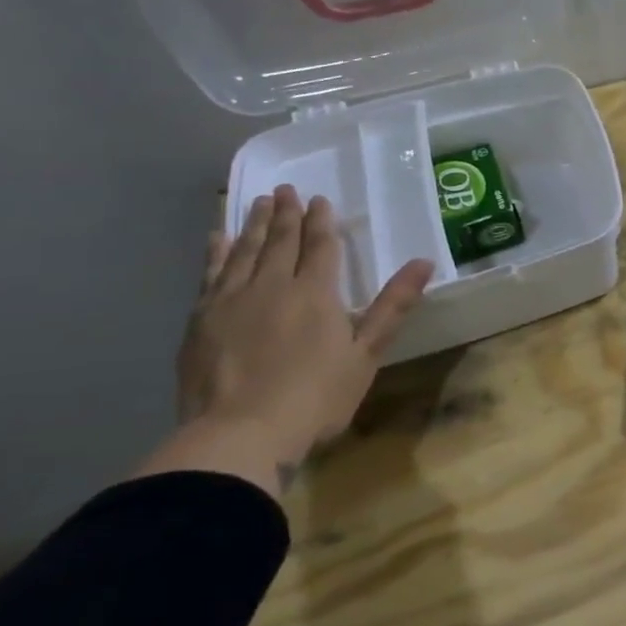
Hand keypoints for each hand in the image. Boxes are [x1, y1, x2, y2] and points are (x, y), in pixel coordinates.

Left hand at [178, 186, 432, 473]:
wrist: (238, 435)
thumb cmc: (314, 398)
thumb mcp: (366, 355)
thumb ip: (393, 306)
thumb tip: (424, 262)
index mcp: (315, 293)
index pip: (320, 247)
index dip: (321, 222)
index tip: (319, 200)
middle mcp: (272, 286)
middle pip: (280, 241)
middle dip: (286, 214)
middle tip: (287, 189)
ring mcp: (231, 301)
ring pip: (244, 251)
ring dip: (253, 225)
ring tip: (258, 202)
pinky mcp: (200, 320)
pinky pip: (210, 274)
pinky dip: (215, 253)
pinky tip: (216, 239)